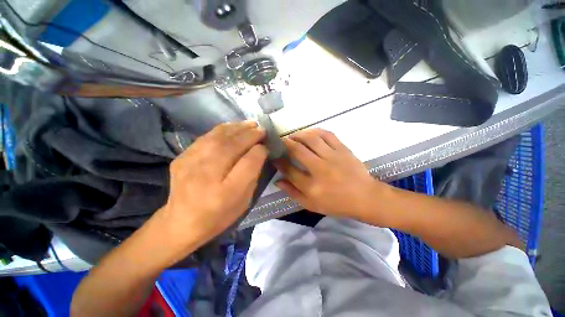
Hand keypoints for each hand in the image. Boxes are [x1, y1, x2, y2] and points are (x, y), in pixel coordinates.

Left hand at [155, 121, 267, 252]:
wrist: (181, 222)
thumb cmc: (219, 215)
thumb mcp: (243, 201)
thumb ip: (252, 175)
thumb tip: (259, 152)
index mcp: (226, 192)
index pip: (248, 163)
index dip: (259, 151)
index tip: (266, 145)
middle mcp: (206, 175)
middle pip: (232, 146)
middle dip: (250, 135)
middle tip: (262, 129)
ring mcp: (190, 163)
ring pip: (218, 137)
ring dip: (237, 128)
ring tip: (250, 124)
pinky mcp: (182, 157)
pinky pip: (206, 137)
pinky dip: (222, 130)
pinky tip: (232, 127)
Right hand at [275, 129, 384, 218]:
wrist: (364, 197)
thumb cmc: (336, 204)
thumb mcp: (311, 205)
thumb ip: (293, 193)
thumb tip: (278, 180)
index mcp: (312, 186)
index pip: (289, 170)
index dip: (278, 161)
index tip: (274, 156)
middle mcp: (320, 169)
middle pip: (298, 150)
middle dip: (285, 143)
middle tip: (281, 141)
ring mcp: (333, 157)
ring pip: (311, 139)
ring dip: (298, 134)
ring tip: (293, 135)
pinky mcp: (343, 149)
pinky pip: (327, 135)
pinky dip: (316, 131)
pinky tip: (309, 132)